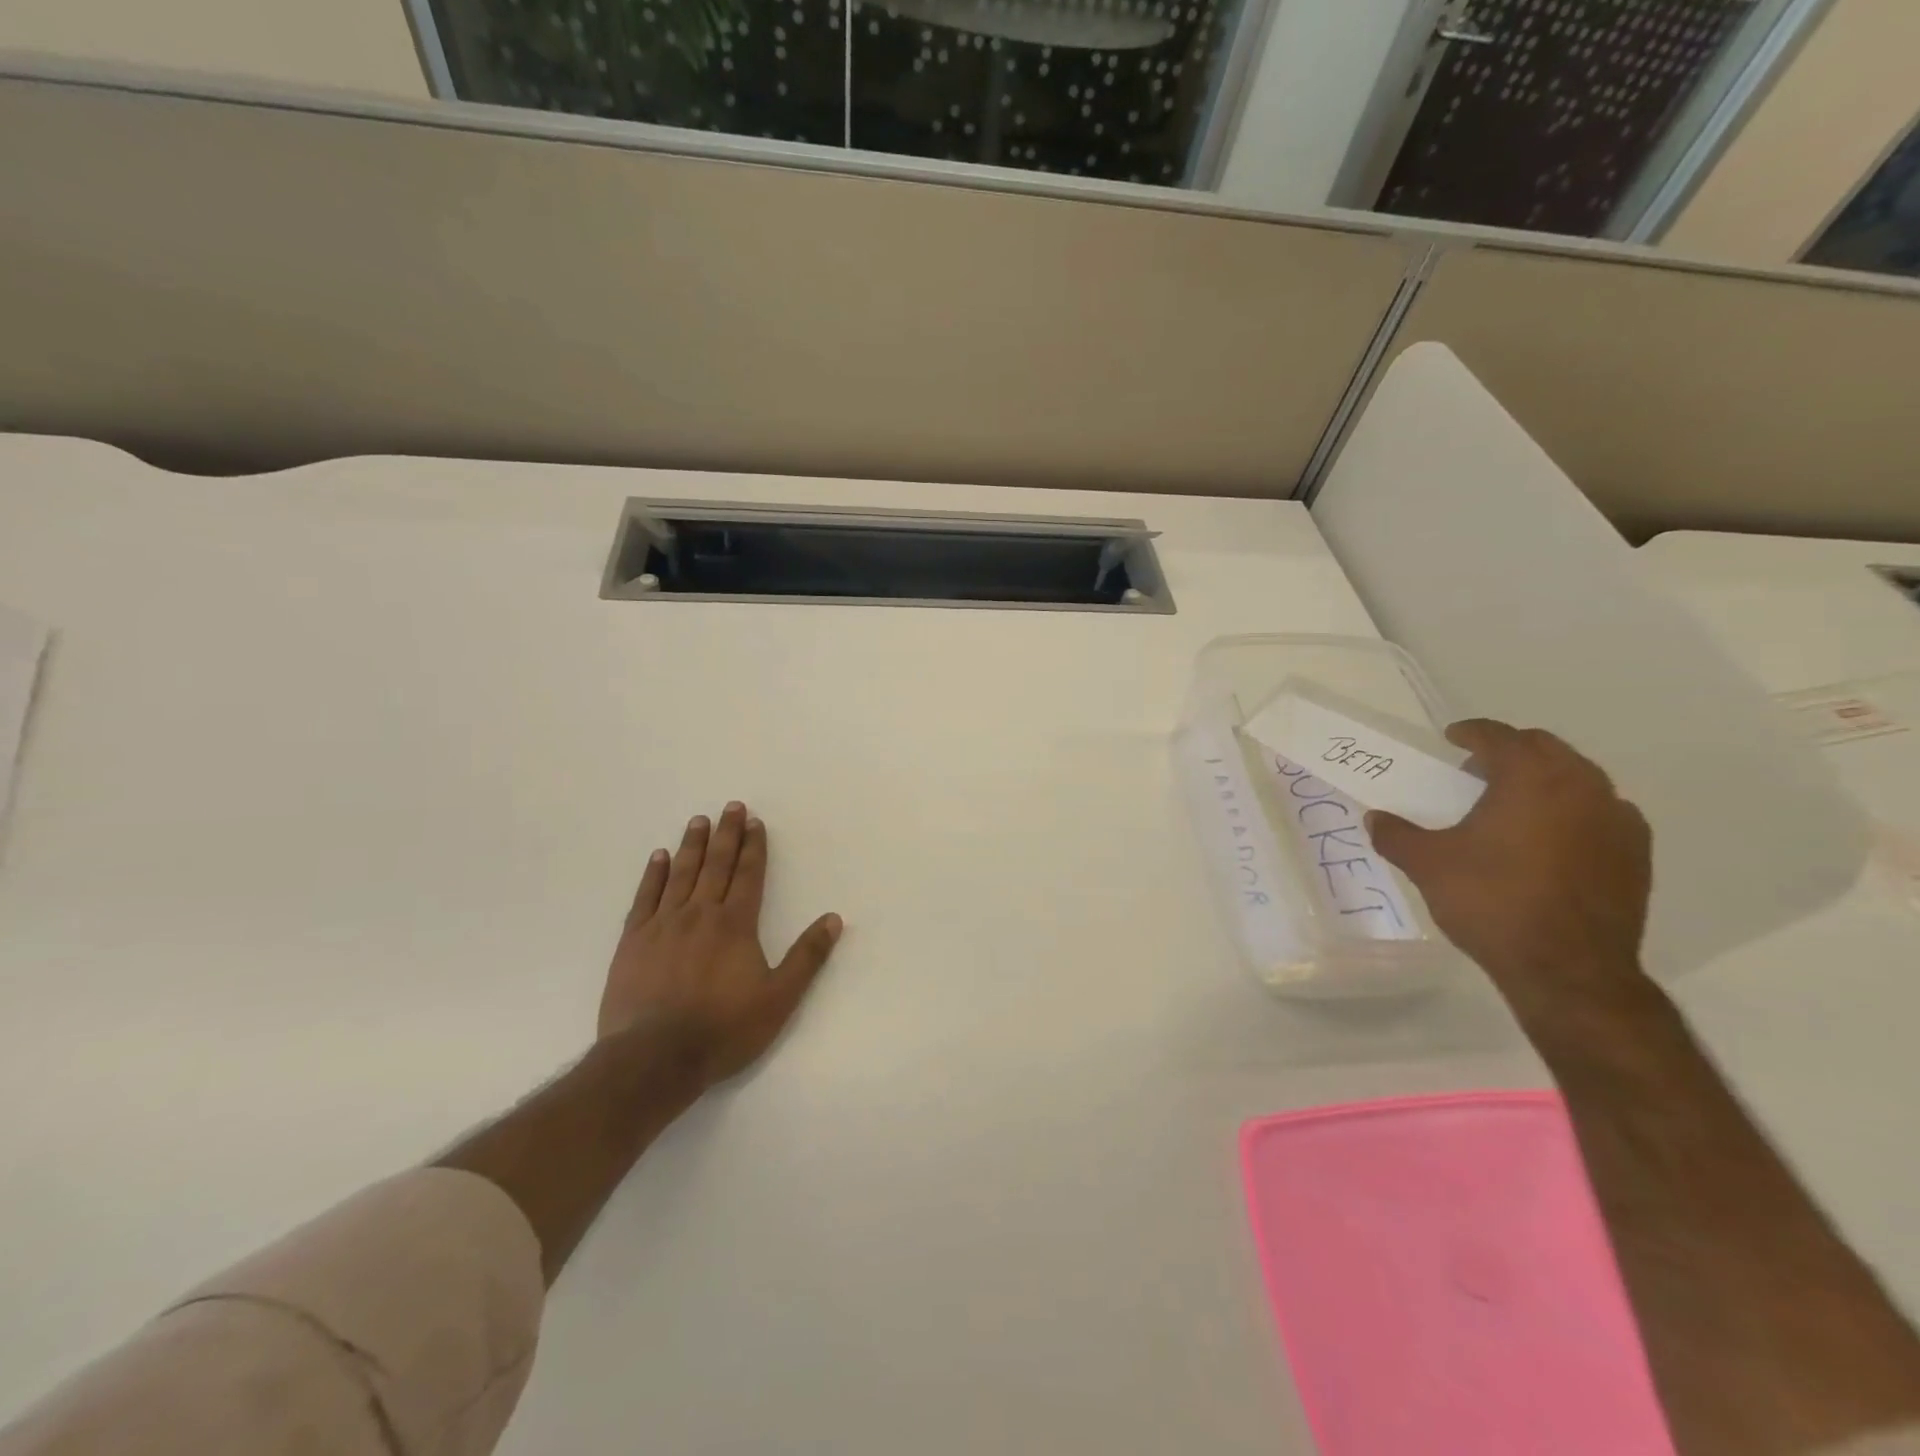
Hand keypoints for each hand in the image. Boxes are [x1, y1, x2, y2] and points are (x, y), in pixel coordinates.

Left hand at [599, 802, 842, 1087]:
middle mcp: (700, 914)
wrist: (654, 1058)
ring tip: (699, 821)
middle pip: (716, 865)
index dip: (754, 847)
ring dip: (692, 845)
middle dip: (726, 834)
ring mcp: (663, 925)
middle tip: (730, 806)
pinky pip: (645, 897)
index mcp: (736, 924)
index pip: (748, 875)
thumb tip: (834, 919)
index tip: (754, 822)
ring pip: (681, 874)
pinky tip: (659, 857)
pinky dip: (654, 874)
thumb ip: (807, 957)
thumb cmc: (723, 1029)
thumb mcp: (779, 999)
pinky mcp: (633, 941)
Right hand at [1366, 720, 1651, 1023]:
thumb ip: (1396, 835)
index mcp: (1530, 778)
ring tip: (1511, 805)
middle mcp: (1582, 787)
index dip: (1472, 732)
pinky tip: (1550, 839)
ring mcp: (1617, 820)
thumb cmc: (1491, 902)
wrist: (1568, 969)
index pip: (1500, 737)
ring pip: (1578, 779)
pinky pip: (1601, 812)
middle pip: (1545, 749)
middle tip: (1475, 771)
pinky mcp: (1636, 854)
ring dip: (1543, 780)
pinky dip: (1572, 811)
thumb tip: (1375, 819)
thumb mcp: (1427, 865)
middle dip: (1509, 752)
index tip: (1451, 738)